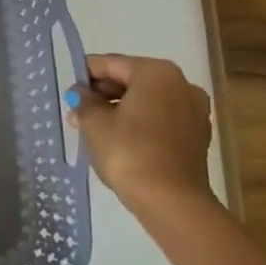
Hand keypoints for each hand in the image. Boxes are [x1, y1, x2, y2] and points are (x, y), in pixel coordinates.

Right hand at [64, 53, 214, 214]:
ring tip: (95, 129)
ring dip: (120, 110)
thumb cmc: (128, 151)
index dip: (85, 75)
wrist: (171, 201)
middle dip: (103, 94)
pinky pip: (161, 119)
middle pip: (132, 80)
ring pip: (147, 101)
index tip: (68, 90)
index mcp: (156, 72)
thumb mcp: (94, 123)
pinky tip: (120, 141)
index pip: (110, 64)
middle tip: (78, 113)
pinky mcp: (197, 136)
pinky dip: (140, 124)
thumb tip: (81, 93)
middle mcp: (181, 84)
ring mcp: (194, 111)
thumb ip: (84, 101)